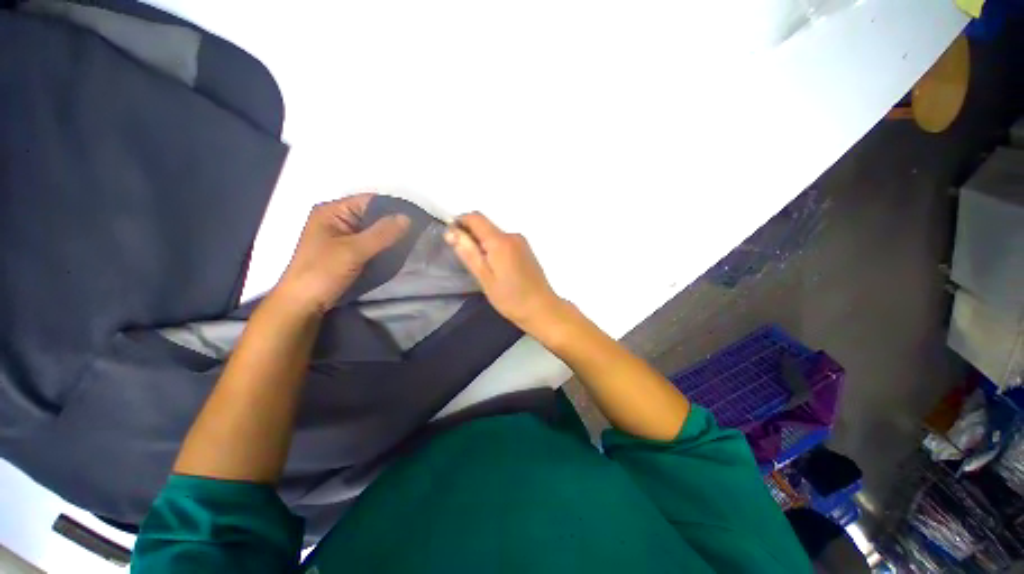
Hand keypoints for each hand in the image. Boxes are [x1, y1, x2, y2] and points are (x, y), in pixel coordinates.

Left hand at [276, 194, 409, 314]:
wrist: (304, 303)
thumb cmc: (323, 272)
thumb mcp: (353, 250)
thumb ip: (381, 233)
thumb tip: (407, 217)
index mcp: (333, 211)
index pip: (369, 201)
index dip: (393, 207)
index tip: (416, 217)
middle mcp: (338, 220)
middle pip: (373, 215)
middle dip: (394, 223)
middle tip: (418, 231)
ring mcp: (343, 236)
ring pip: (374, 231)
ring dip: (390, 236)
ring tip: (413, 241)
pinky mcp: (348, 252)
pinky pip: (372, 244)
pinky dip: (384, 247)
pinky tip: (399, 251)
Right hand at [445, 212, 566, 334]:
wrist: (543, 309)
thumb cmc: (511, 298)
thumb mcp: (485, 278)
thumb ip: (468, 253)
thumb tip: (450, 231)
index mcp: (501, 241)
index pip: (475, 217)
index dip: (460, 223)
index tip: (452, 239)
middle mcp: (513, 235)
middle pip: (485, 225)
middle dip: (471, 236)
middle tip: (467, 261)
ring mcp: (522, 242)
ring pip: (494, 234)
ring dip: (483, 244)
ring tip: (482, 269)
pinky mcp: (526, 250)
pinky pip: (504, 241)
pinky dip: (494, 248)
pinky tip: (496, 268)